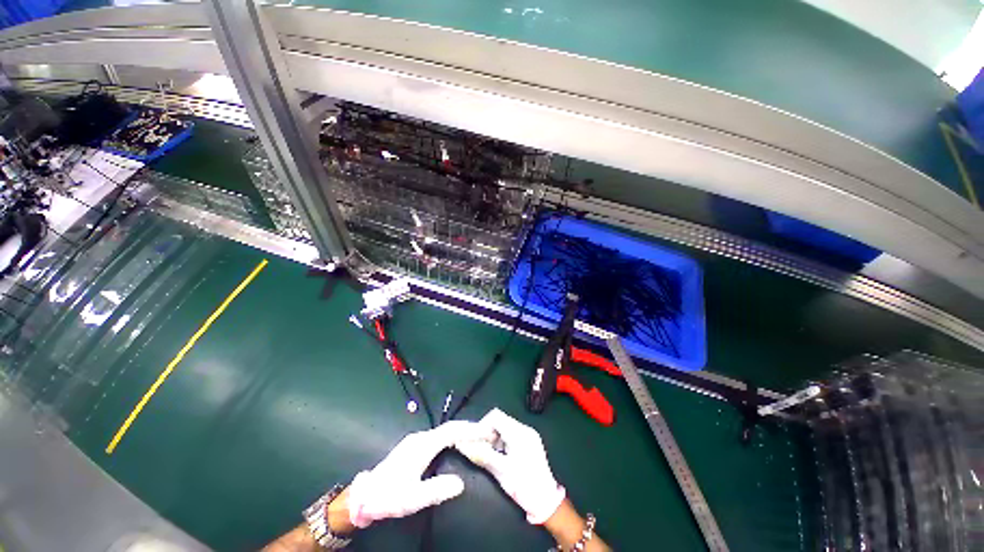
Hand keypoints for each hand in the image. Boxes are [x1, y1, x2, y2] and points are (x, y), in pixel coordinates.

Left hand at [346, 421, 482, 527]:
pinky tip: (457, 444)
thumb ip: (436, 490)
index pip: (452, 431)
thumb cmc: (388, 497)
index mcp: (422, 445)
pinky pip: (438, 436)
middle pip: (449, 428)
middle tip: (486, 435)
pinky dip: (452, 437)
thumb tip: (460, 483)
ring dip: (461, 432)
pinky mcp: (413, 446)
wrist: (364, 496)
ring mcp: (416, 441)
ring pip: (444, 431)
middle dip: (468, 429)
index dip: (470, 430)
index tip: (486, 432)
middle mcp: (420, 438)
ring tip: (476, 438)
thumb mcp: (412, 498)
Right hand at [455, 408, 565, 523]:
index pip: (495, 416)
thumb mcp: (501, 472)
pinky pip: (511, 433)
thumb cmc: (524, 487)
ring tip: (489, 453)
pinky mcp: (529, 441)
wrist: (547, 501)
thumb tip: (463, 445)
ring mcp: (528, 434)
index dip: (482, 425)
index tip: (475, 440)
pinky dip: (501, 441)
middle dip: (487, 432)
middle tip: (480, 448)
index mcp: (519, 433)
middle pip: (500, 420)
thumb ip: (482, 455)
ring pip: (504, 426)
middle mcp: (524, 429)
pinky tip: (499, 455)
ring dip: (494, 437)